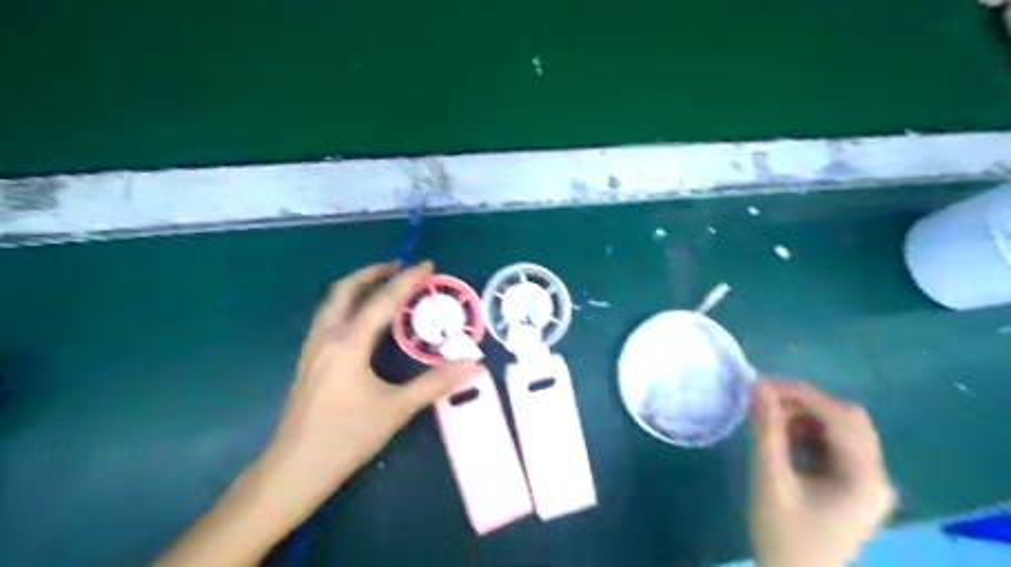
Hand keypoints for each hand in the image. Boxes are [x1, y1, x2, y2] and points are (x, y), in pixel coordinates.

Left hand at [248, 260, 477, 527]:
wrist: (293, 469)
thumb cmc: (346, 437)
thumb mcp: (396, 409)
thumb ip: (435, 383)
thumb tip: (473, 364)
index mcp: (348, 343)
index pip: (382, 301)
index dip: (407, 280)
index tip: (427, 265)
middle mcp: (327, 337)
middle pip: (345, 290)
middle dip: (372, 272)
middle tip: (398, 266)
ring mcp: (313, 348)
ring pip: (332, 303)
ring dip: (356, 286)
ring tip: (381, 285)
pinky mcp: (308, 361)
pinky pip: (328, 318)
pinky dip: (347, 304)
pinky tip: (360, 320)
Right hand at [746, 380, 894, 566]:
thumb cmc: (783, 536)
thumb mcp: (770, 480)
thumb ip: (767, 431)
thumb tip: (757, 387)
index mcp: (864, 477)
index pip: (839, 416)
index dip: (799, 393)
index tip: (759, 386)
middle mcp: (875, 475)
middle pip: (847, 419)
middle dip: (803, 403)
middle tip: (763, 402)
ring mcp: (865, 481)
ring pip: (839, 429)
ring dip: (804, 417)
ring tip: (767, 419)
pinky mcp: (851, 485)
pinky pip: (832, 445)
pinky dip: (807, 433)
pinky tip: (781, 437)